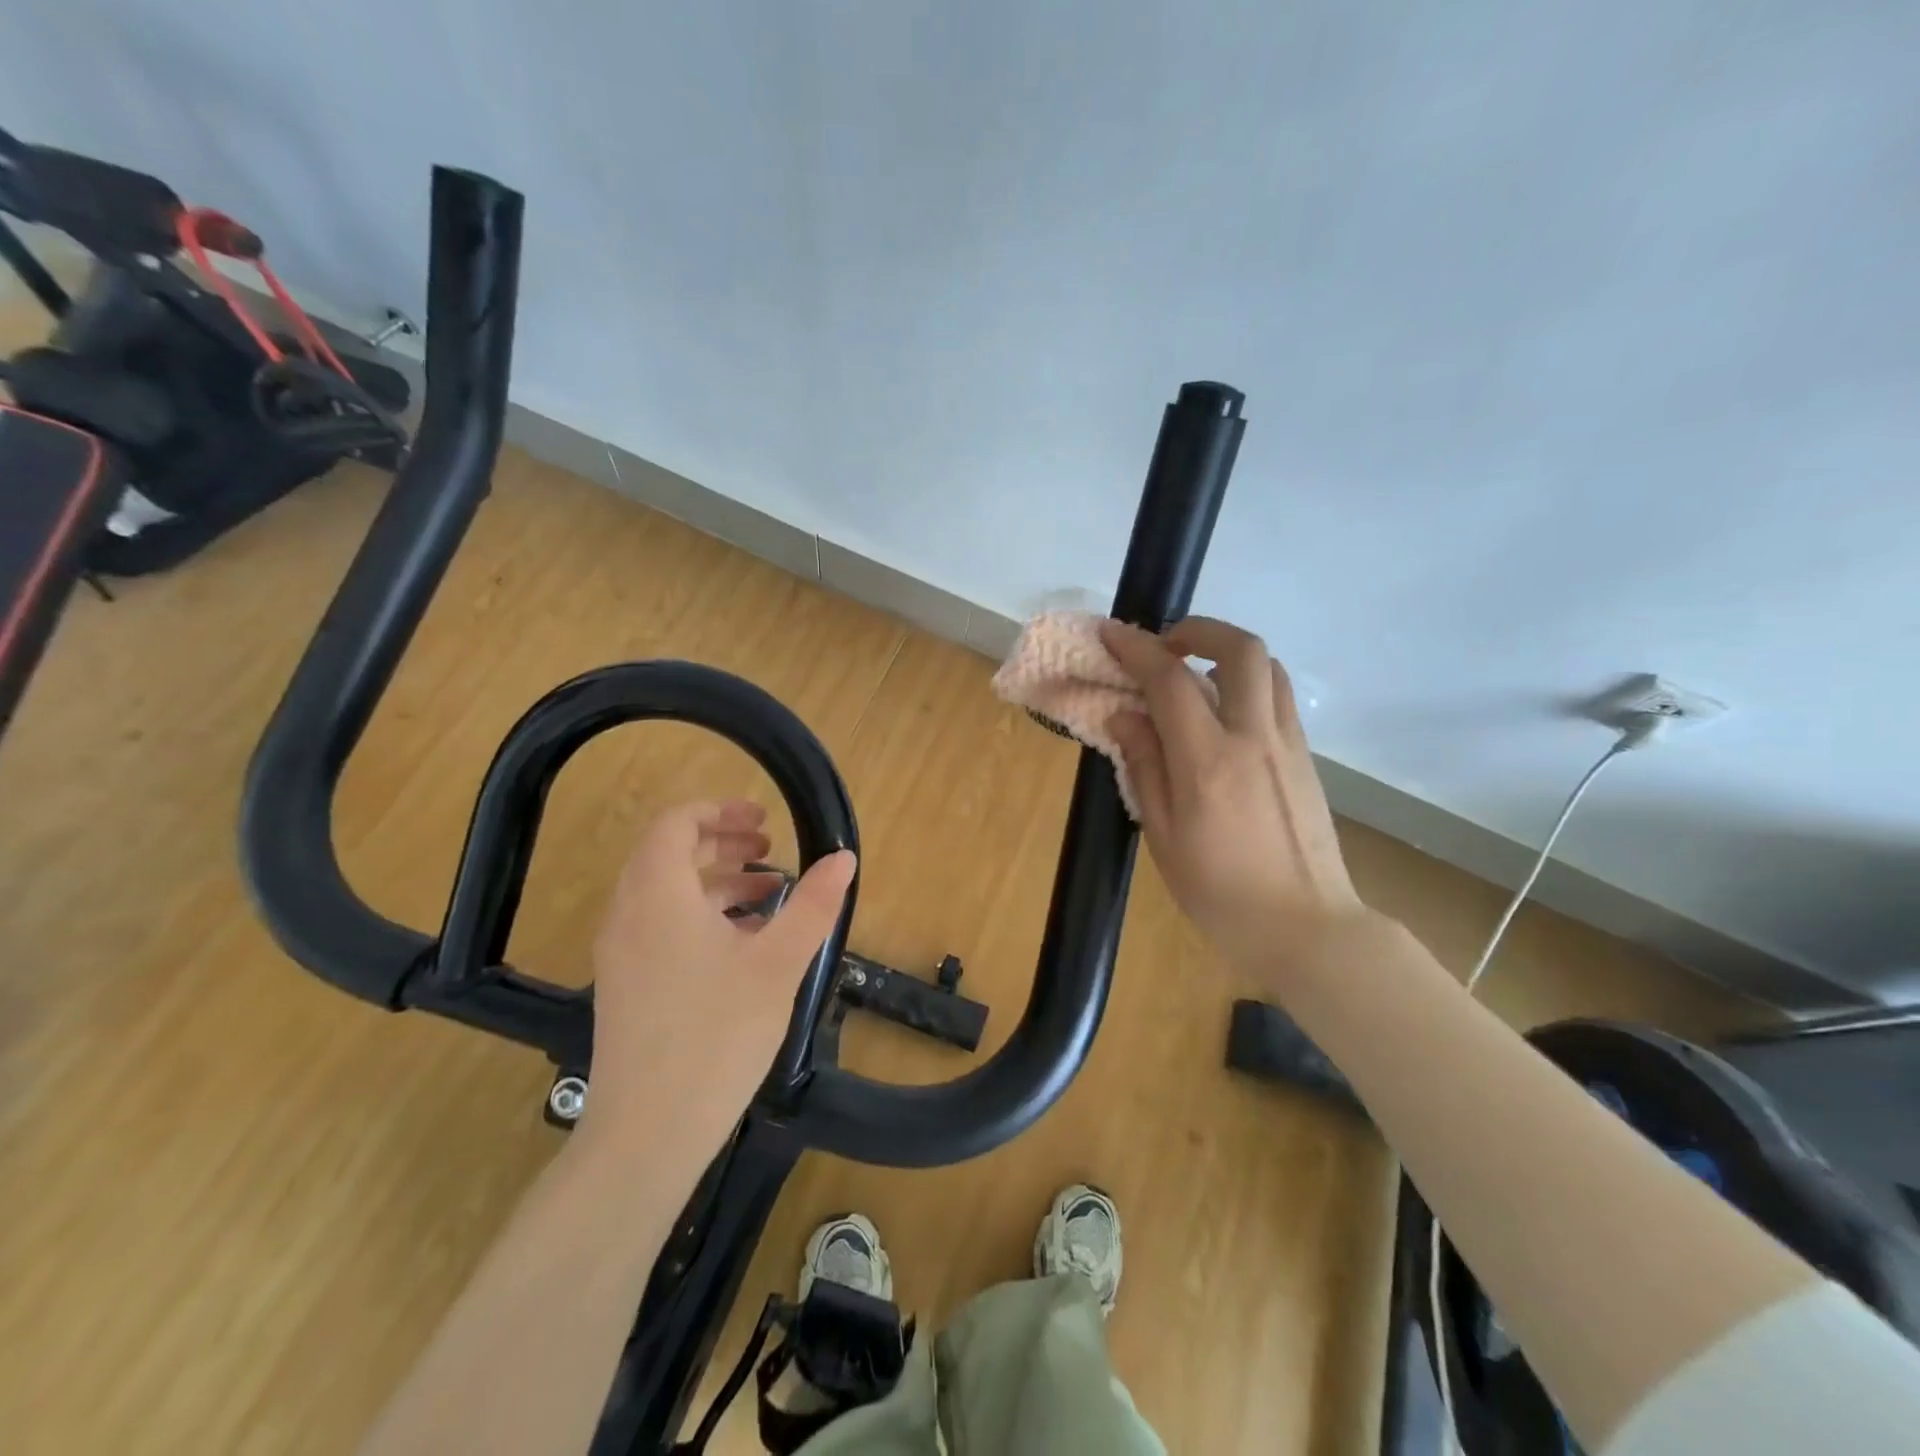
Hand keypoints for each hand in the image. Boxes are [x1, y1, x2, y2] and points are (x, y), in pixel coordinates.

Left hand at [581, 799, 855, 1157]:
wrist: (647, 1135)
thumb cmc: (716, 1035)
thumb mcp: (778, 964)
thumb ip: (813, 905)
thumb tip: (844, 858)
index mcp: (658, 896)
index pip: (675, 824)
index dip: (719, 811)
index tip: (763, 819)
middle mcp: (629, 915)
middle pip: (669, 854)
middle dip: (722, 842)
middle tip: (770, 847)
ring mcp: (622, 954)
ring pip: (666, 893)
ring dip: (716, 881)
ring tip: (769, 893)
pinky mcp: (626, 987)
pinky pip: (661, 927)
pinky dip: (701, 916)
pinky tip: (745, 944)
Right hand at [1101, 617, 1367, 979]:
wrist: (1307, 928)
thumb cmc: (1221, 894)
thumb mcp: (1163, 837)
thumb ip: (1144, 768)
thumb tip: (1125, 716)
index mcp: (1207, 762)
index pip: (1169, 681)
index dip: (1136, 648)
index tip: (1111, 633)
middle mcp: (1253, 738)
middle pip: (1240, 649)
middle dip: (1198, 630)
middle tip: (1165, 646)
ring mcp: (1287, 745)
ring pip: (1268, 667)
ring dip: (1227, 653)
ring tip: (1195, 676)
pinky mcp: (1305, 758)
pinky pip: (1278, 698)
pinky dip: (1248, 683)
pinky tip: (1224, 716)